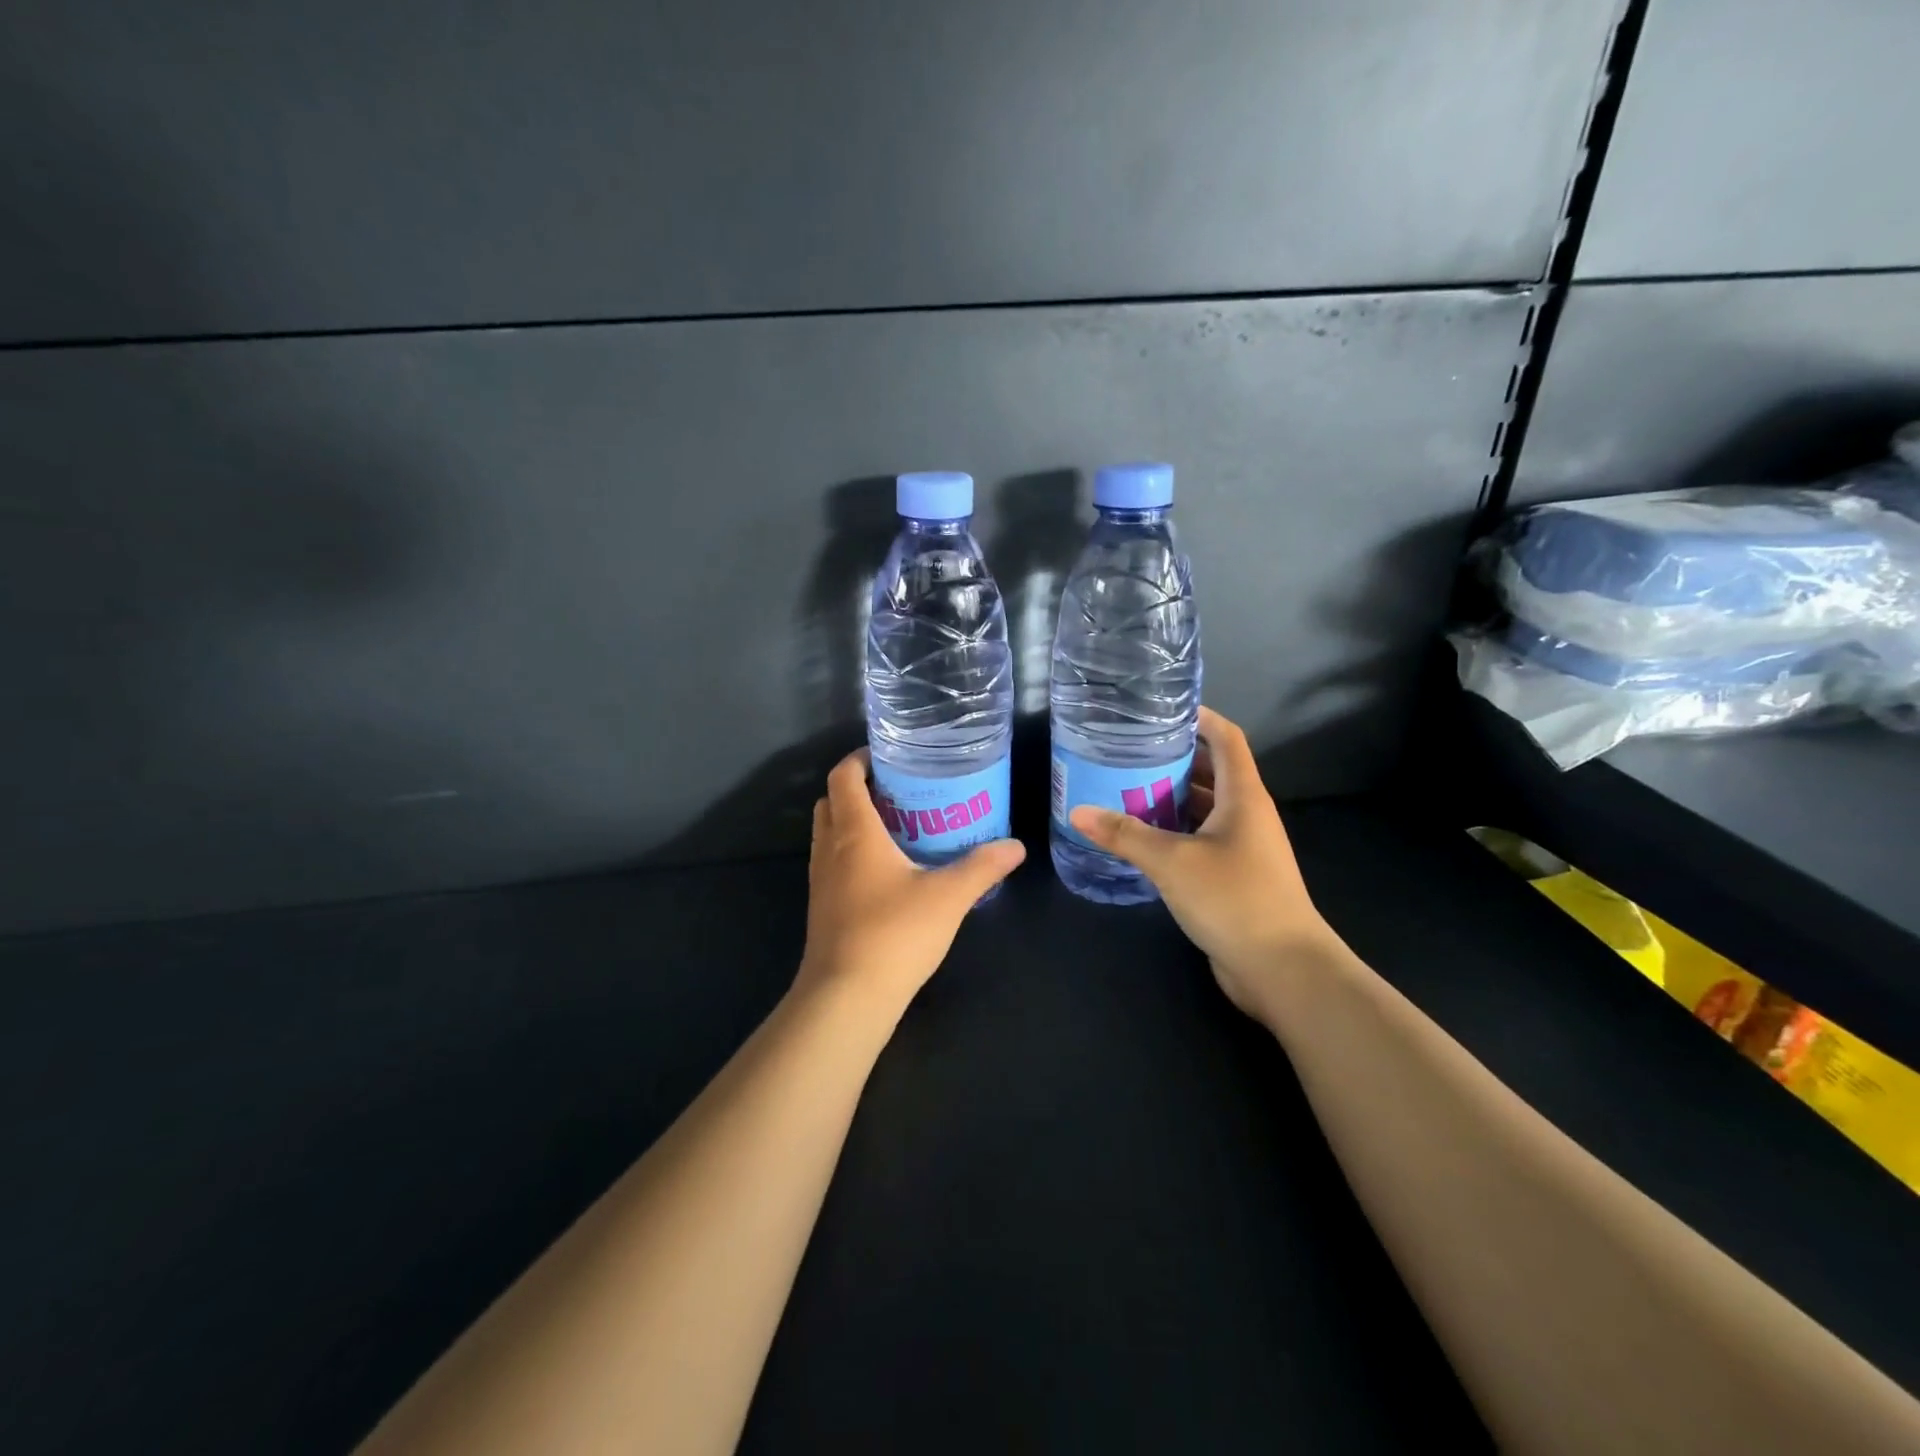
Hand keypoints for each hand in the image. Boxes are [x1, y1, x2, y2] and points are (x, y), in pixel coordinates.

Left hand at [796, 748, 1026, 1018]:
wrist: (847, 997)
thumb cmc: (895, 933)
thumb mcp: (949, 896)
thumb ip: (983, 867)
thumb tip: (1016, 846)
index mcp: (854, 832)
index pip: (842, 777)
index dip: (859, 759)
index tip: (887, 756)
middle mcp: (830, 849)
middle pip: (831, 802)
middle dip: (857, 789)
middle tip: (897, 792)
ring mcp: (821, 881)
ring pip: (828, 834)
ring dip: (852, 822)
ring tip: (896, 827)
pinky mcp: (823, 908)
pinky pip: (832, 863)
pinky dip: (851, 853)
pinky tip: (887, 872)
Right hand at [1068, 707, 1340, 1021]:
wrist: (1284, 970)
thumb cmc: (1234, 900)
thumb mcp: (1172, 862)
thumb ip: (1125, 835)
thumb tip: (1077, 812)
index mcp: (1243, 797)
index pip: (1226, 739)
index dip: (1199, 717)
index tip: (1160, 709)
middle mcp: (1247, 815)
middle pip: (1211, 772)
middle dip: (1172, 759)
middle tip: (1126, 752)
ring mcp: (1243, 849)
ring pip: (1203, 809)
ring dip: (1169, 798)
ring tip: (1123, 790)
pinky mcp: (1234, 878)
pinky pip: (1200, 841)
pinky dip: (1173, 833)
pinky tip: (1140, 839)